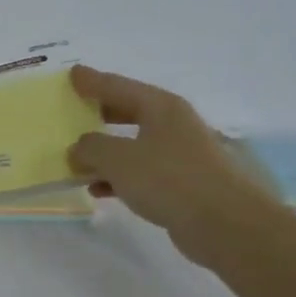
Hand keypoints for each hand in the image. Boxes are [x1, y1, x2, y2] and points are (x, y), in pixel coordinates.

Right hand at [66, 65, 276, 266]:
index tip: (72, 73)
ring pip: (132, 145)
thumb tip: (79, 148)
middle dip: (99, 113)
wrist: (223, 223)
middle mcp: (173, 124)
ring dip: (105, 152)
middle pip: (128, 112)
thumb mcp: (118, 159)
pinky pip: (140, 172)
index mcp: (161, 107)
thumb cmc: (169, 179)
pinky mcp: (181, 183)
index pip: (118, 86)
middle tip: (73, 111)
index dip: (92, 81)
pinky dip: (117, 177)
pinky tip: (98, 190)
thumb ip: (91, 148)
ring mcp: (179, 154)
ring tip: (76, 158)